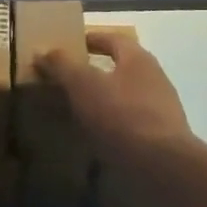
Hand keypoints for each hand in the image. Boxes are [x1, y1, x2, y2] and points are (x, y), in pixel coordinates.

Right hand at [35, 30, 194, 165]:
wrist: (163, 167)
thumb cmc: (122, 114)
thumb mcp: (83, 84)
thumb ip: (62, 65)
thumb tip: (43, 51)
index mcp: (138, 59)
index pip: (112, 39)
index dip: (90, 39)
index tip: (70, 45)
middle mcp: (155, 79)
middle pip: (121, 68)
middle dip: (95, 72)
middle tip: (68, 80)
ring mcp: (162, 110)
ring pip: (126, 97)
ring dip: (104, 101)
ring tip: (77, 112)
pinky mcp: (163, 139)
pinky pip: (131, 124)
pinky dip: (113, 126)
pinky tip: (97, 139)